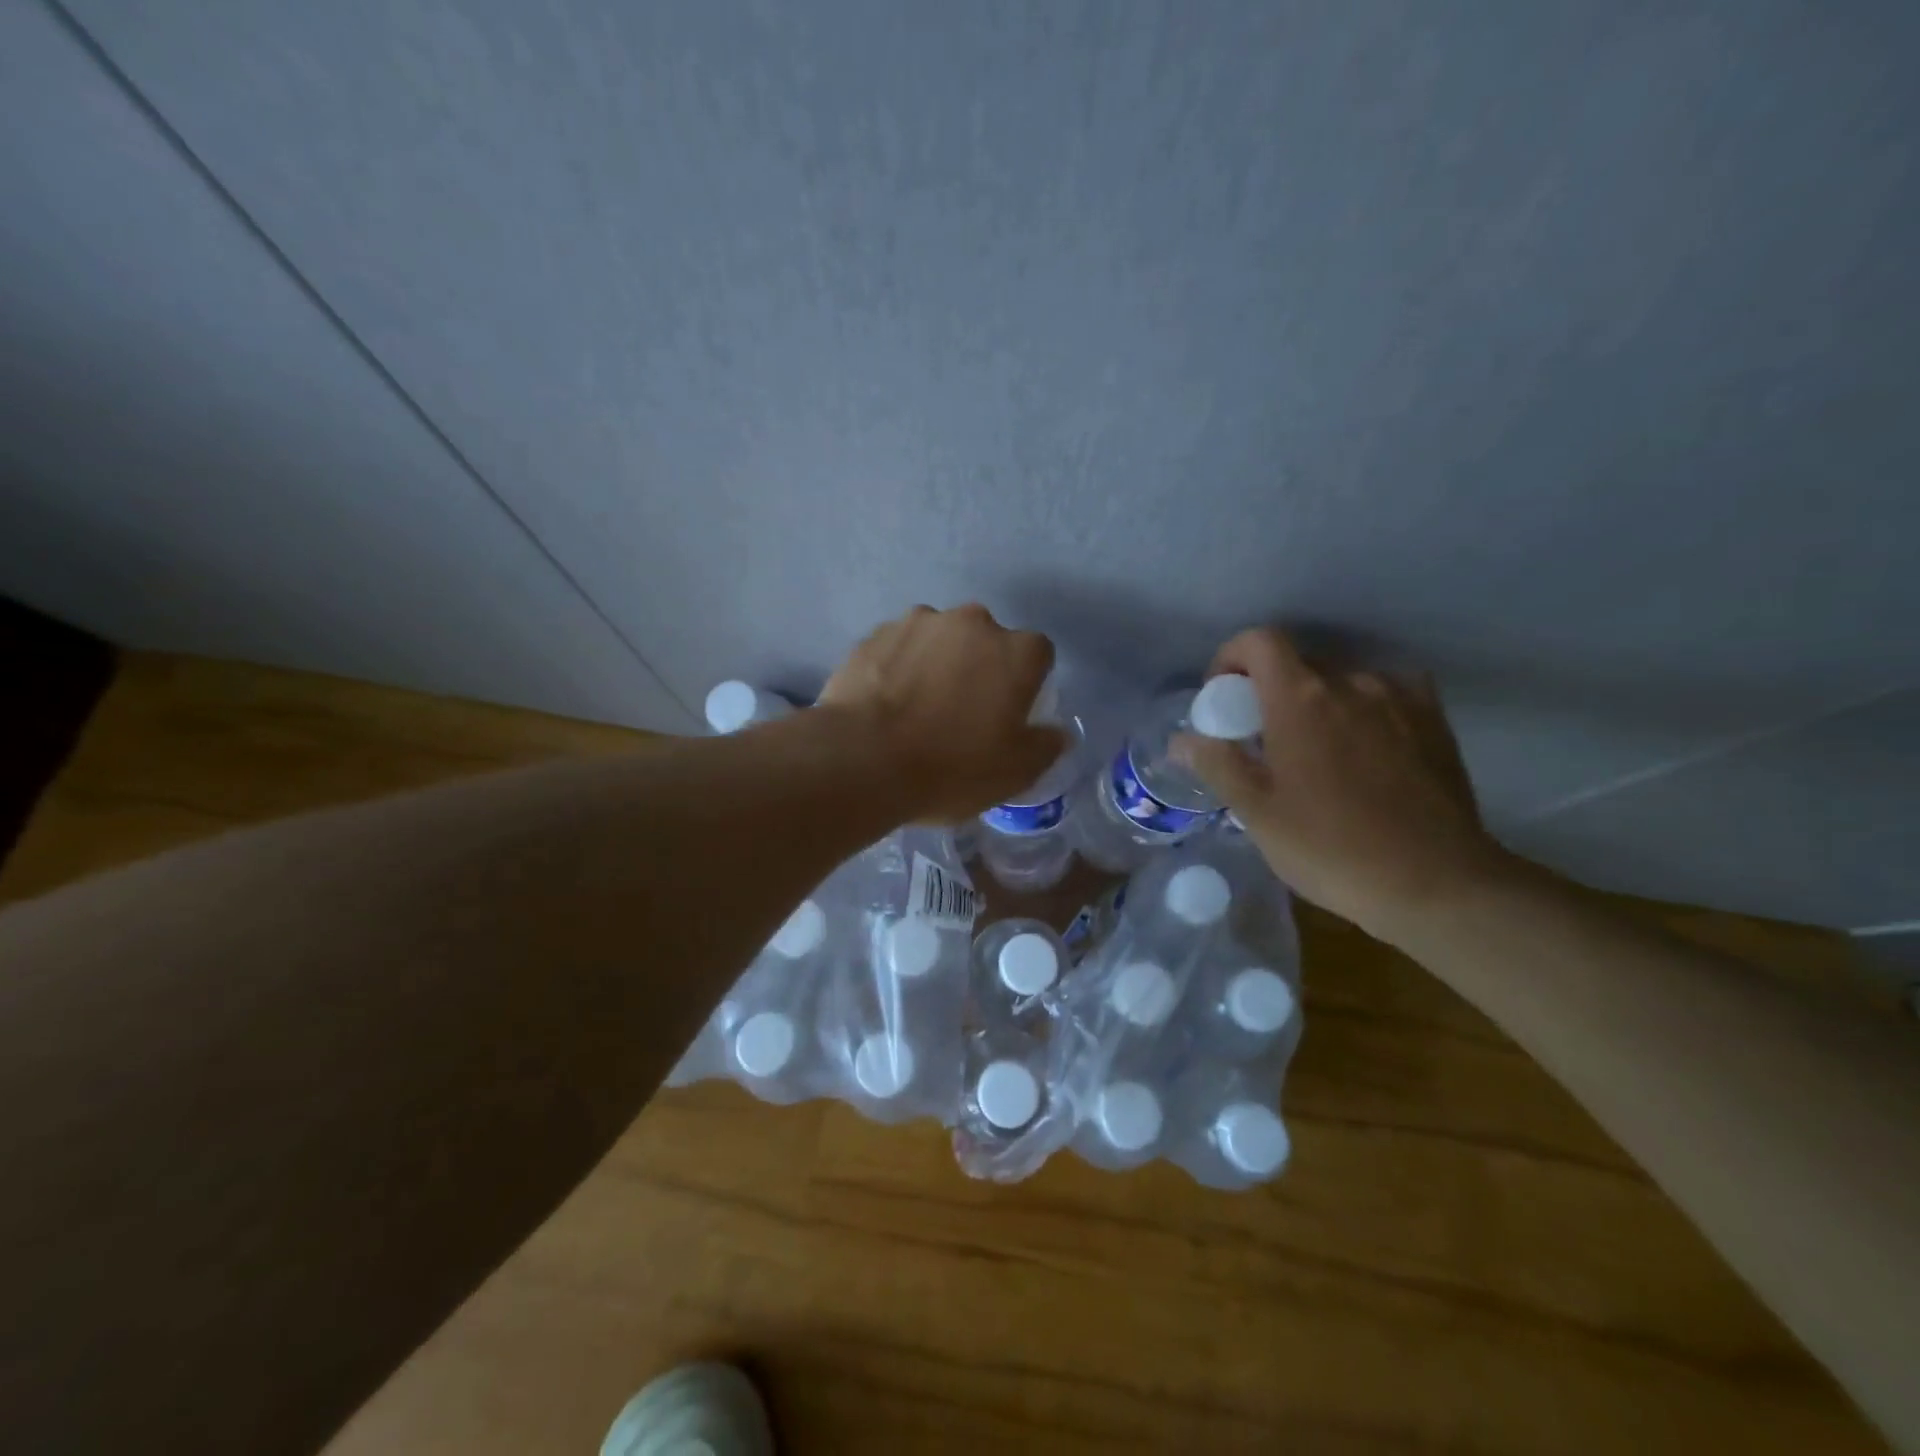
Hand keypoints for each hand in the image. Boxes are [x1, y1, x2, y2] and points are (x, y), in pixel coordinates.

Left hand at [819, 605, 1064, 824]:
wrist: (863, 759)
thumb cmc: (952, 768)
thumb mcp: (1015, 773)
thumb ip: (1045, 746)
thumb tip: (1057, 732)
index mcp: (1017, 651)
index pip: (1038, 655)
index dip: (1027, 683)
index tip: (1009, 712)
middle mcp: (973, 623)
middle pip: (987, 641)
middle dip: (980, 667)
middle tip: (961, 711)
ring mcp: (920, 622)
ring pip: (940, 640)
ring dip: (937, 662)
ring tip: (916, 707)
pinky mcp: (875, 634)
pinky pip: (899, 648)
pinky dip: (898, 667)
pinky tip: (884, 702)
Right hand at [1176, 628, 1510, 943]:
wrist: (1437, 883)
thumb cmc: (1332, 848)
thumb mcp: (1258, 813)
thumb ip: (1217, 764)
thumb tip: (1182, 739)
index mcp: (1300, 698)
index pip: (1258, 641)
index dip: (1231, 658)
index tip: (1225, 699)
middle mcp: (1351, 682)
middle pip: (1298, 663)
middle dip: (1271, 692)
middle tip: (1265, 742)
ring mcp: (1399, 697)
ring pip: (1341, 682)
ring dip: (1318, 704)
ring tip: (1318, 755)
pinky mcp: (1434, 720)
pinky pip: (1385, 695)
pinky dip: (1362, 711)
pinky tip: (1364, 751)